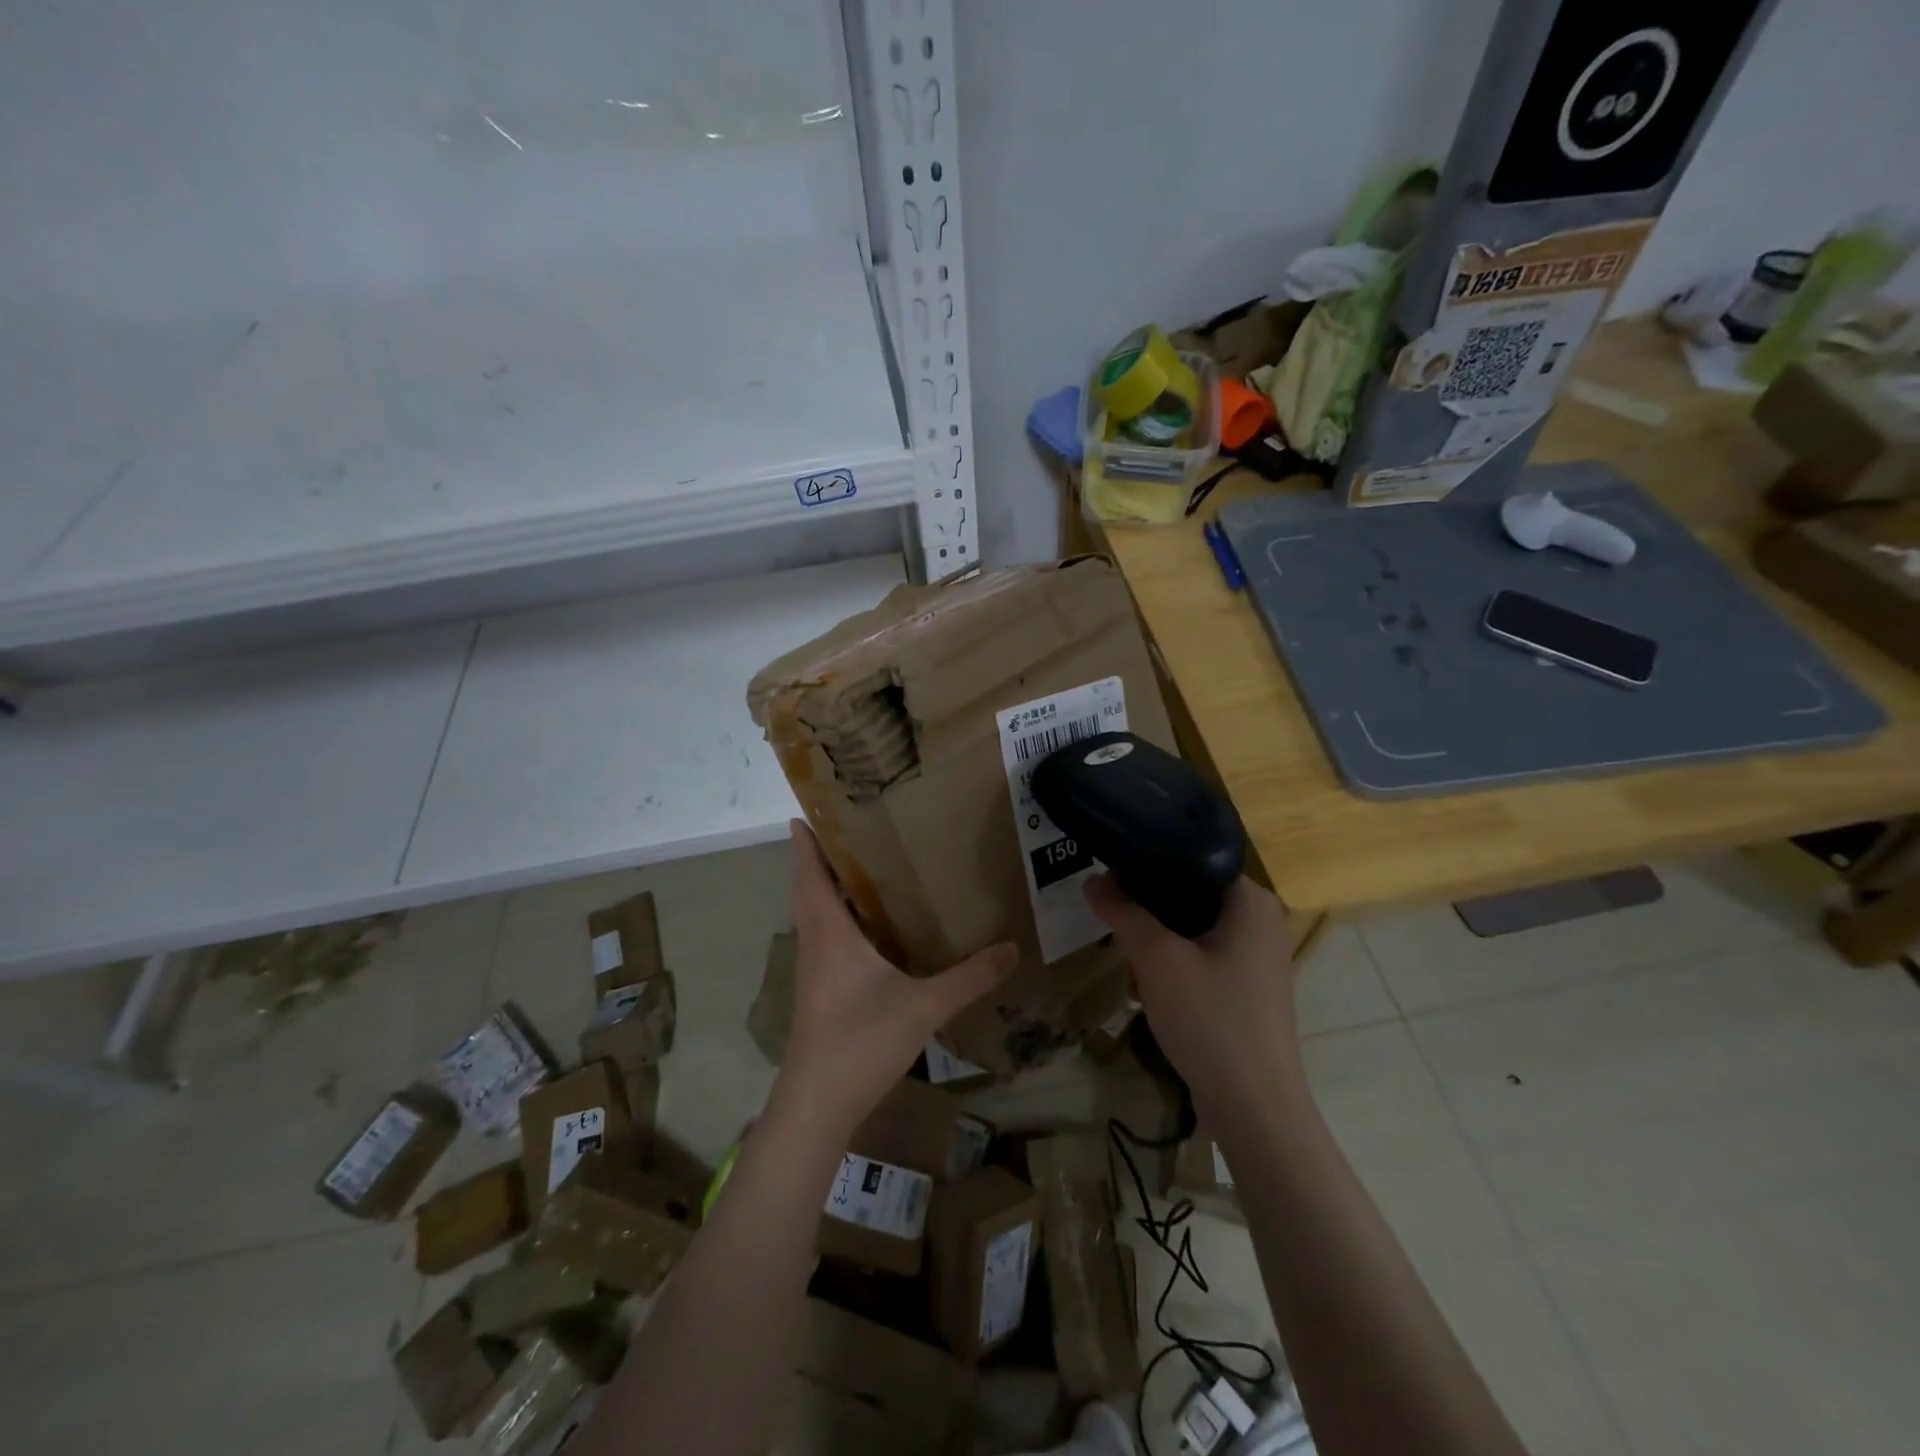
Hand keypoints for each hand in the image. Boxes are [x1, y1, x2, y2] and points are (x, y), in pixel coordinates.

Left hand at [773, 820, 1015, 1139]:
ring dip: (828, 888)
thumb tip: (1013, 948)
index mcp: (830, 933)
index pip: (810, 874)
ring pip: (815, 914)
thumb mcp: (924, 1006)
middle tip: (849, 828)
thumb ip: (970, 978)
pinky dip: (837, 918)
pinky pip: (824, 937)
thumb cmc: (861, 1041)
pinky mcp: (819, 990)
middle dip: (820, 857)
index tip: (806, 811)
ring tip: (863, 865)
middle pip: (809, 889)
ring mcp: (814, 969)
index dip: (805, 842)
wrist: (817, 1104)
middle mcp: (816, 943)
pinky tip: (869, 926)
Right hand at [1084, 874, 1302, 1116]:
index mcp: (1252, 901)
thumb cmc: (1210, 1020)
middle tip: (1109, 906)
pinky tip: (1145, 978)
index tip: (1110, 865)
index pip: (1195, 856)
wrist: (1254, 1109)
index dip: (1149, 858)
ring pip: (1195, 926)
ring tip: (1121, 940)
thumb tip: (1091, 879)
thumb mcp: (1157, 959)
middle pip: (1192, 891)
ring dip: (1158, 934)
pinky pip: (1204, 955)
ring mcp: (1259, 958)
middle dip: (1149, 901)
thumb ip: (1123, 912)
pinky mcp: (1249, 988)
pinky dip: (1175, 959)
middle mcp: (1262, 921)